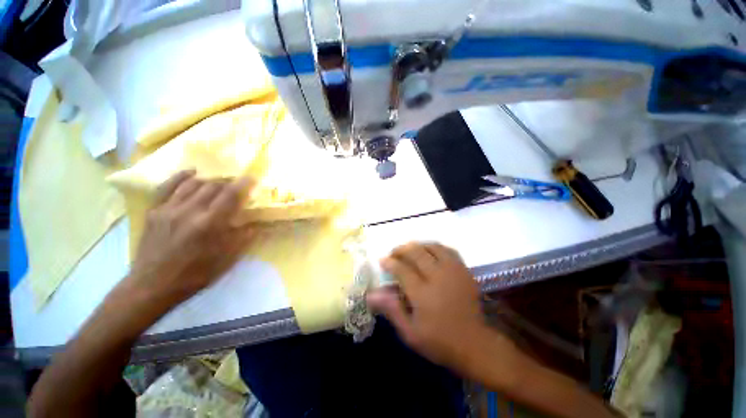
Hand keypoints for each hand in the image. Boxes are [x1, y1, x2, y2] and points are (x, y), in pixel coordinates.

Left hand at [125, 170, 255, 307]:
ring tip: (218, 184)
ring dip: (209, 181)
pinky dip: (181, 176)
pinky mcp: (154, 211)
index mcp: (210, 224)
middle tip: (236, 187)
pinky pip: (167, 186)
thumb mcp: (226, 260)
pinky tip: (191, 172)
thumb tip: (256, 223)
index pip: (230, 195)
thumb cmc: (195, 275)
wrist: (152, 285)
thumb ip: (243, 238)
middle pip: (212, 186)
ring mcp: (169, 209)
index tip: (251, 178)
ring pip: (193, 184)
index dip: (243, 184)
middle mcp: (190, 211)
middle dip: (228, 183)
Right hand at [367, 242, 487, 370]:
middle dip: (401, 249)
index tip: (382, 260)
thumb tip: (371, 294)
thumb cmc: (439, 341)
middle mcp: (438, 277)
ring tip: (410, 251)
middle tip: (394, 253)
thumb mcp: (410, 332)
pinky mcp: (464, 270)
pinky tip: (429, 253)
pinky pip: (447, 250)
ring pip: (432, 247)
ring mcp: (453, 271)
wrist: (475, 344)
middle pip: (416, 252)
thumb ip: (391, 309)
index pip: (401, 269)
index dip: (389, 262)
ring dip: (418, 245)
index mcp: (423, 293)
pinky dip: (435, 248)